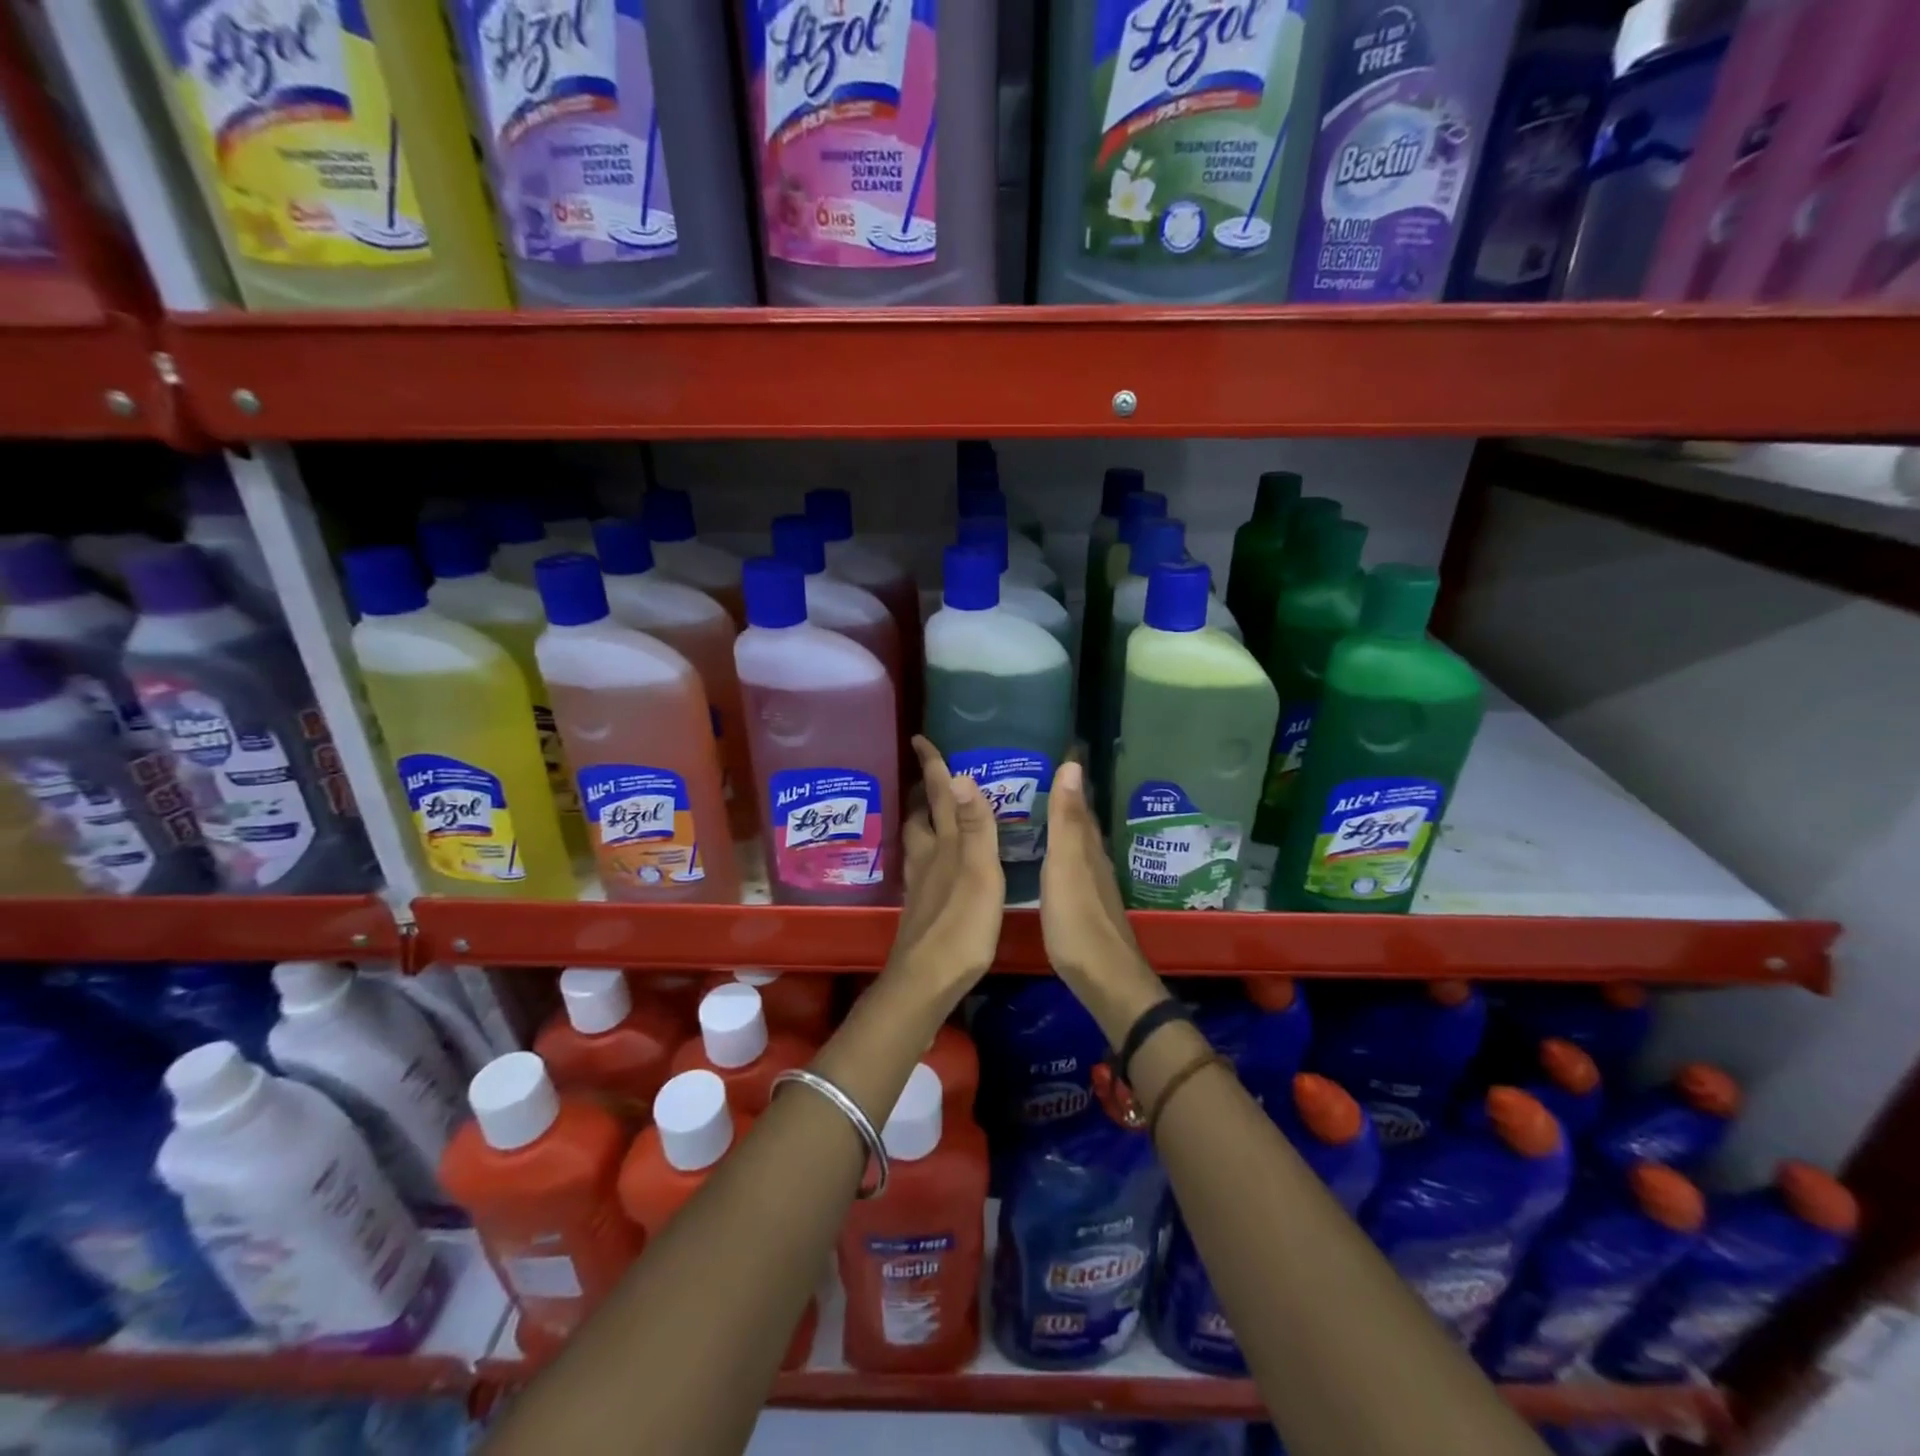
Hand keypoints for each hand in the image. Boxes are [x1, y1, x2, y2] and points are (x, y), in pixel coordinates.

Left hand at [889, 736, 1004, 1003]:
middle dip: (922, 794)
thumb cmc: (961, 926)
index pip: (936, 796)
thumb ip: (974, 827)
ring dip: (922, 822)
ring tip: (933, 814)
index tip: (919, 738)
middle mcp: (927, 858)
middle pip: (919, 817)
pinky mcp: (921, 907)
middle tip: (931, 778)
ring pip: (917, 842)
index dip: (931, 766)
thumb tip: (960, 776)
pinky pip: (922, 866)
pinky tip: (937, 863)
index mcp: (944, 845)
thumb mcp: (979, 873)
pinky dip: (928, 852)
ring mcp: (921, 884)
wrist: (927, 979)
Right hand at [1040, 760, 1165, 1039]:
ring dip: (1063, 824)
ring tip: (1039, 807)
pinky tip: (1049, 857)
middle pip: (1081, 822)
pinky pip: (1071, 865)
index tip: (1059, 750)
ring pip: (1077, 843)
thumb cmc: (1078, 920)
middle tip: (1041, 774)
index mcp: (1087, 847)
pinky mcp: (1084, 906)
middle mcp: (1093, 860)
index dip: (1070, 779)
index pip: (1079, 802)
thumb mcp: (1066, 865)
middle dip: (1066, 797)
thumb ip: (1066, 820)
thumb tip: (1072, 765)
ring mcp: (1091, 885)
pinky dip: (1060, 851)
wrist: (1104, 979)